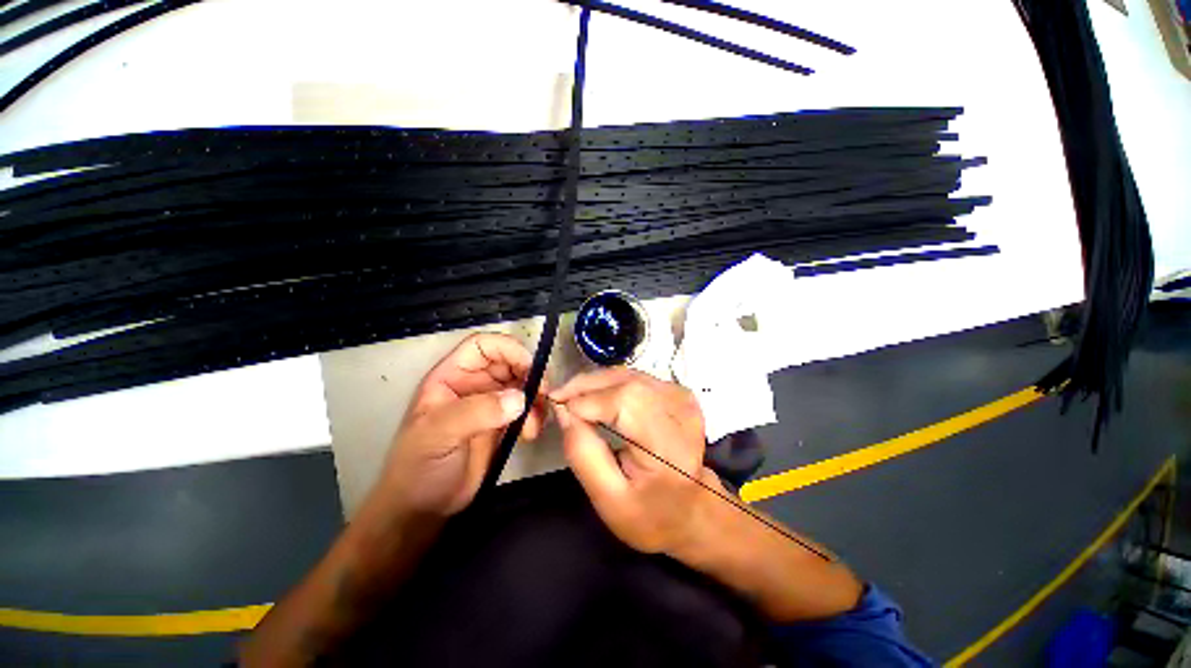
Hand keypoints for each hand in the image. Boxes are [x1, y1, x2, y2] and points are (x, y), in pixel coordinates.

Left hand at [372, 333, 548, 518]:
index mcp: (451, 376)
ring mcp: (489, 403)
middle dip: (529, 376)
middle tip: (542, 397)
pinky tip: (531, 433)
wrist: (424, 509)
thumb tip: (520, 399)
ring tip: (534, 424)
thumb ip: (477, 412)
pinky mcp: (502, 423)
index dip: (507, 349)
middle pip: (509, 363)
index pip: (482, 346)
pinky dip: (536, 415)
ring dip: (535, 399)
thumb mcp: (439, 434)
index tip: (530, 367)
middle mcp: (473, 384)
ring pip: (522, 385)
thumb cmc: (419, 466)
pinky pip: (526, 408)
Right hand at [550, 368, 718, 554]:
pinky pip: (635, 376)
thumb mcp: (608, 499)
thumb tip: (563, 410)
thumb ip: (582, 453)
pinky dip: (610, 382)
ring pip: (628, 374)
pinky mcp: (677, 392)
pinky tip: (597, 396)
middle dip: (586, 385)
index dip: (587, 400)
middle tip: (559, 397)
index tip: (557, 407)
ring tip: (573, 397)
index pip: (625, 402)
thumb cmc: (650, 514)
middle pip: (626, 382)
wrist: (691, 510)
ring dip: (596, 382)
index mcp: (669, 447)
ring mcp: (682, 398)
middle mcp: (681, 413)